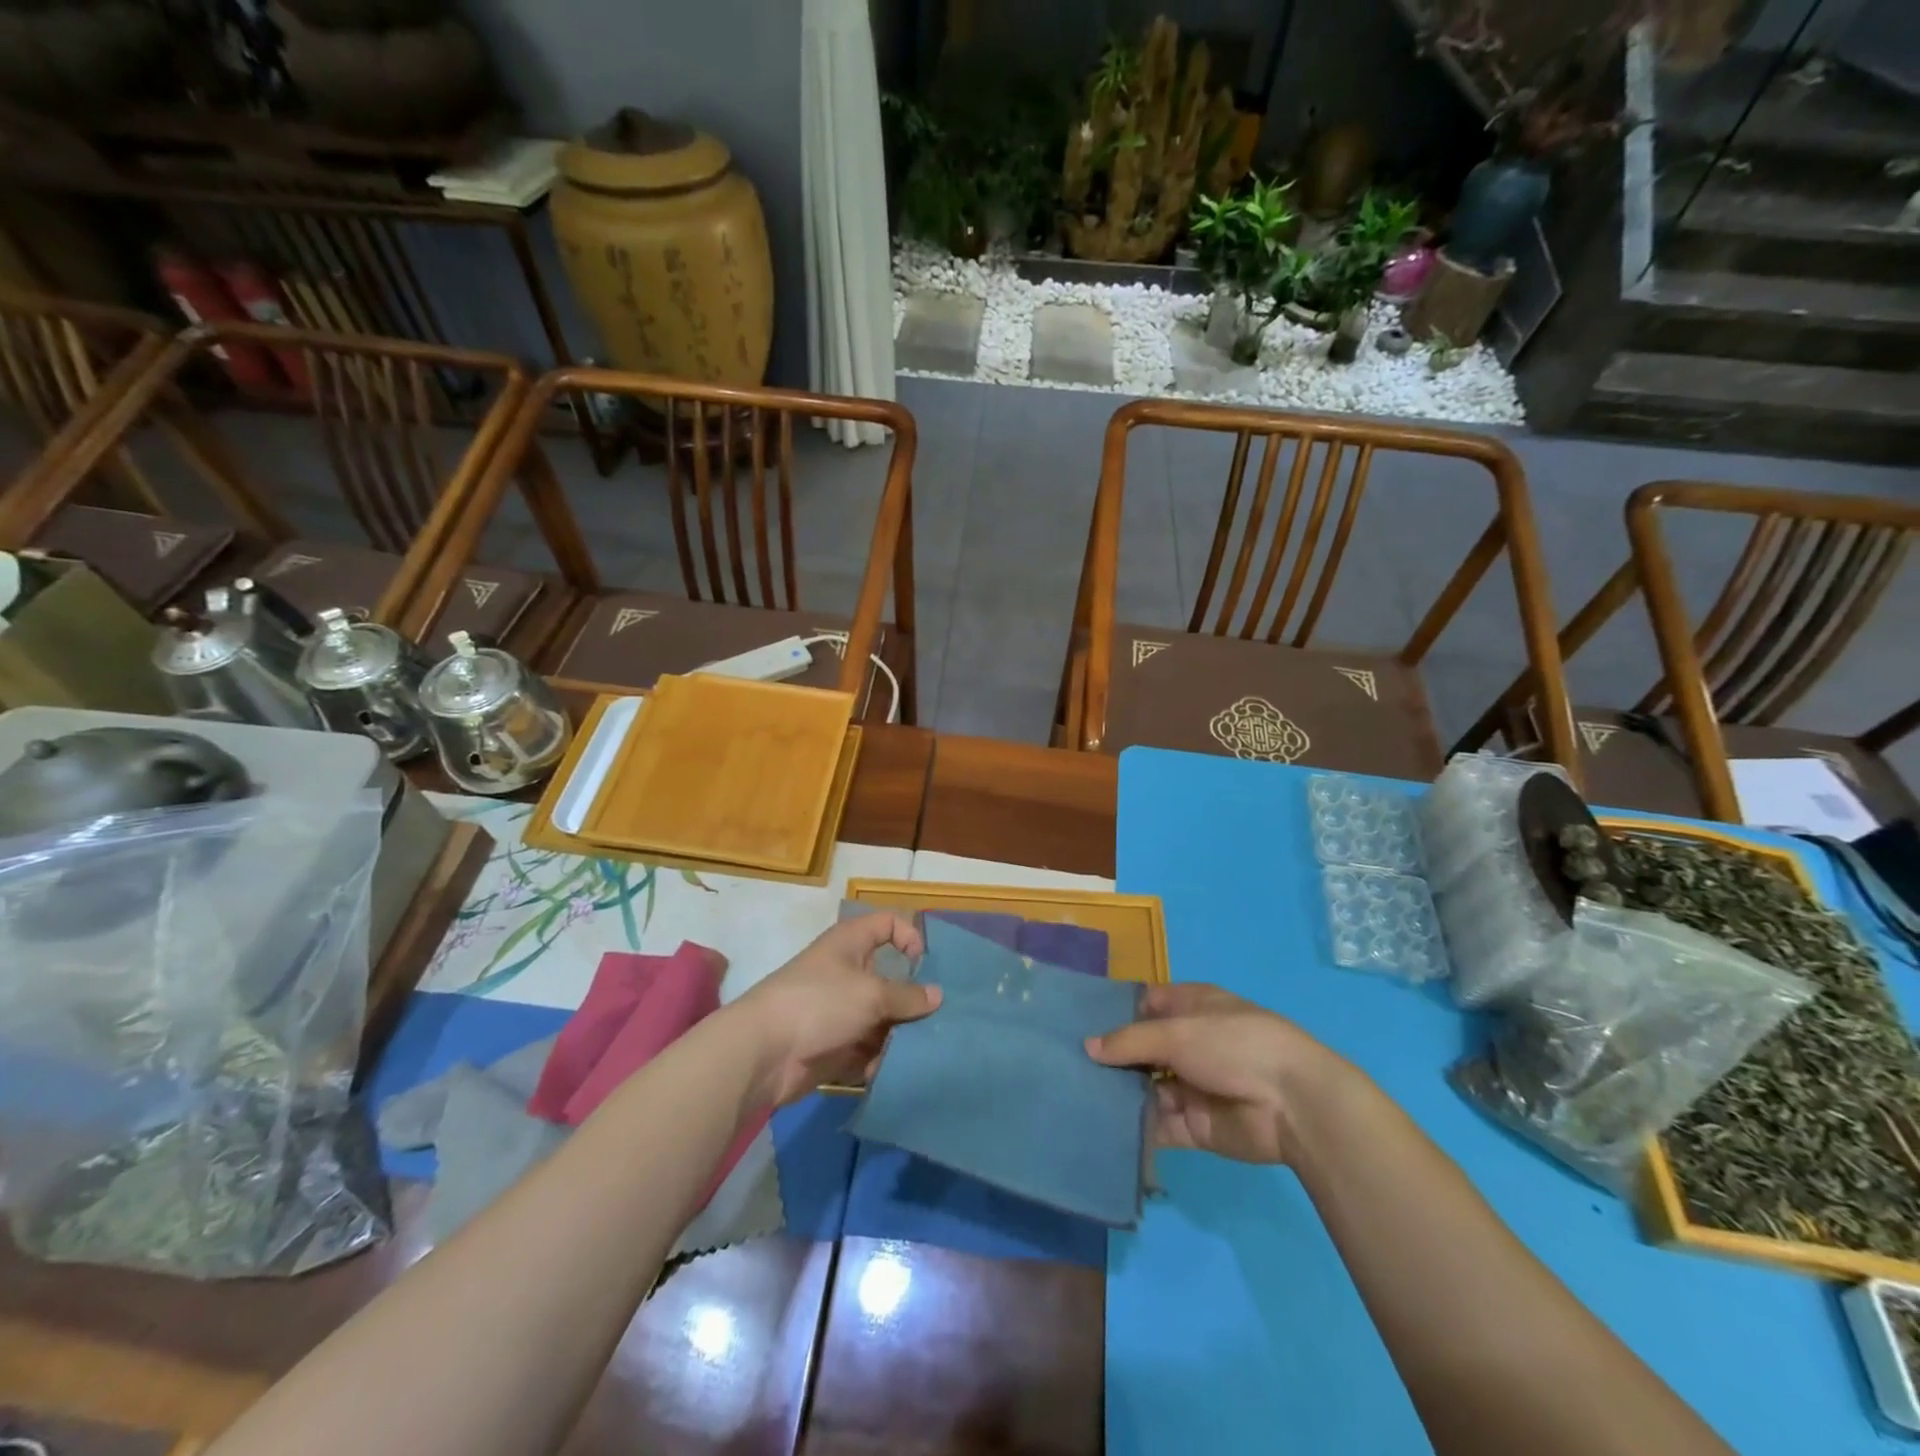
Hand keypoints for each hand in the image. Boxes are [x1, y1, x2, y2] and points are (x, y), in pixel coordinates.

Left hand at [735, 913, 940, 1105]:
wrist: (763, 1053)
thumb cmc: (820, 1004)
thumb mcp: (871, 994)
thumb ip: (907, 996)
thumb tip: (937, 996)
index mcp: (851, 944)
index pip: (887, 924)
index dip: (910, 936)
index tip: (926, 965)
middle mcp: (847, 973)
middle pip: (890, 979)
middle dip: (913, 1000)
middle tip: (939, 1019)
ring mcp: (840, 1011)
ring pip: (882, 1018)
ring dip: (899, 1035)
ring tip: (920, 1051)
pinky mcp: (835, 1045)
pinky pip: (868, 1048)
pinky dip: (880, 1059)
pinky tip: (891, 1071)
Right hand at [1086, 984, 1332, 1163]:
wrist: (1291, 1104)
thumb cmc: (1233, 1045)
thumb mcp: (1176, 1032)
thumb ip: (1130, 1041)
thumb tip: (1088, 1046)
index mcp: (1192, 1007)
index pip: (1147, 1003)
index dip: (1117, 1011)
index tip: (1078, 1021)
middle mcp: (1190, 1043)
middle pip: (1142, 1048)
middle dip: (1111, 1056)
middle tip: (1066, 1064)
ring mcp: (1192, 1085)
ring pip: (1145, 1087)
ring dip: (1118, 1093)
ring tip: (1075, 1096)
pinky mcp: (1194, 1125)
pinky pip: (1157, 1124)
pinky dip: (1133, 1126)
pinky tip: (1099, 1126)